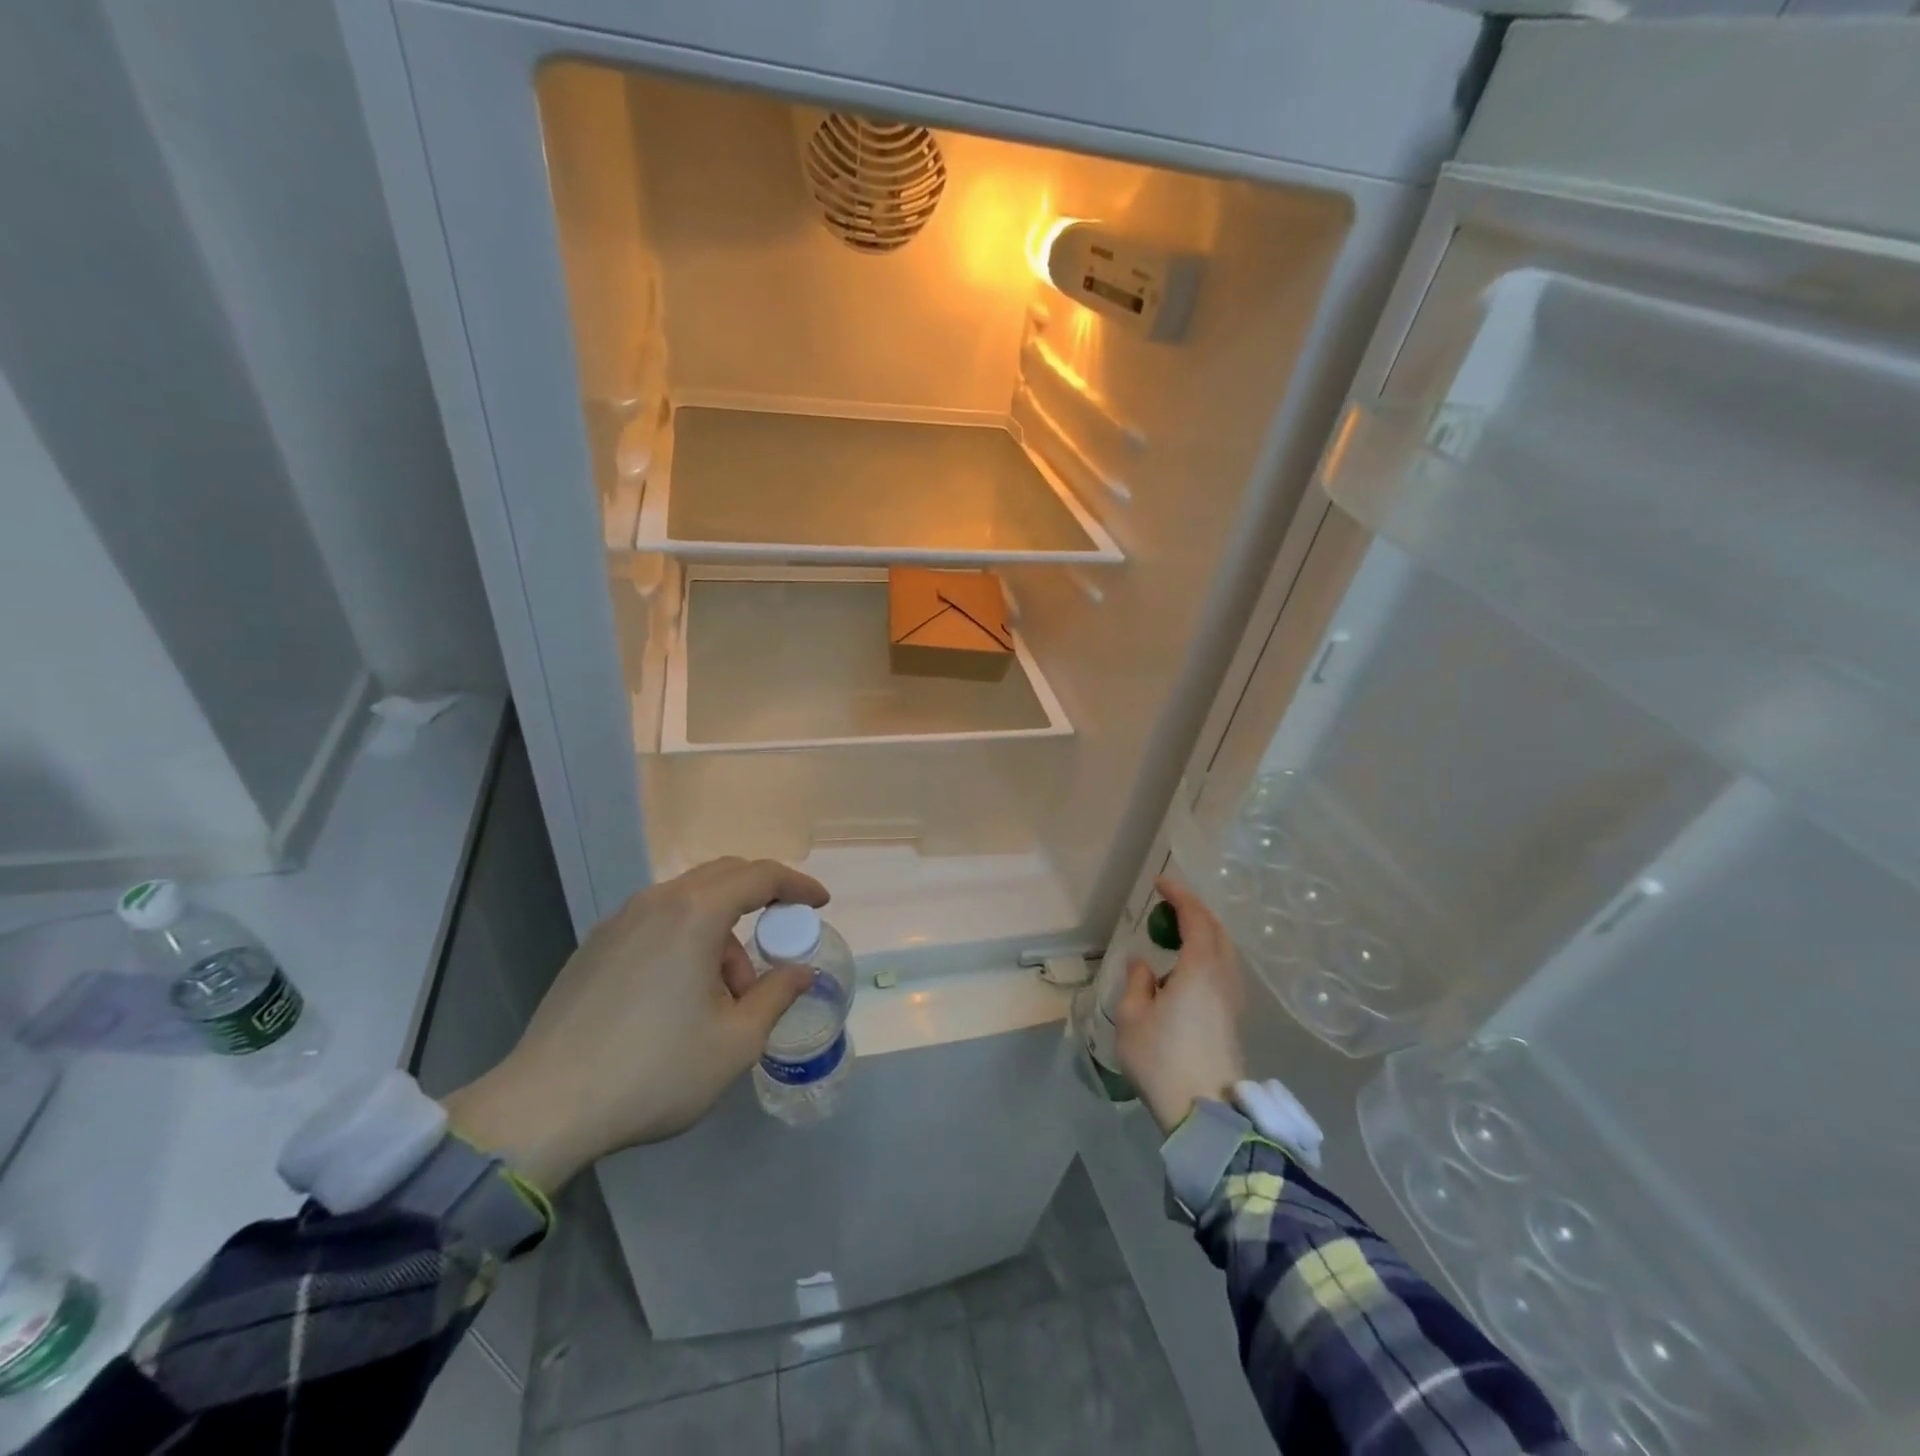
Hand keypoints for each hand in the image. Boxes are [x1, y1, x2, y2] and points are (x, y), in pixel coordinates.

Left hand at [442, 857, 828, 1190]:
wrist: (544, 1108)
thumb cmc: (654, 1071)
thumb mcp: (735, 1041)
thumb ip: (777, 995)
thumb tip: (801, 972)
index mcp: (694, 914)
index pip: (760, 876)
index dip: (796, 885)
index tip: (820, 903)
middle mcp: (656, 903)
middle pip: (723, 876)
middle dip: (760, 900)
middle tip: (781, 936)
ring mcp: (619, 922)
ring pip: (688, 903)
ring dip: (721, 933)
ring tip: (726, 995)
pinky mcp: (595, 948)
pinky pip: (657, 923)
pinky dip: (687, 941)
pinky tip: (682, 996)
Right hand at [1114, 876, 1246, 1134]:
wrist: (1205, 1113)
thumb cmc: (1162, 1060)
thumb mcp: (1132, 1018)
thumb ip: (1138, 982)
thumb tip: (1144, 964)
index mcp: (1199, 971)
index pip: (1196, 920)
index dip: (1180, 896)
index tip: (1161, 883)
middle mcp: (1223, 978)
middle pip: (1217, 931)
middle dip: (1195, 911)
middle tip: (1168, 906)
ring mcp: (1233, 1000)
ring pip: (1225, 951)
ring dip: (1204, 933)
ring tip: (1177, 934)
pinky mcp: (1234, 1019)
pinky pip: (1224, 970)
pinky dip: (1208, 954)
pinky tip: (1188, 970)